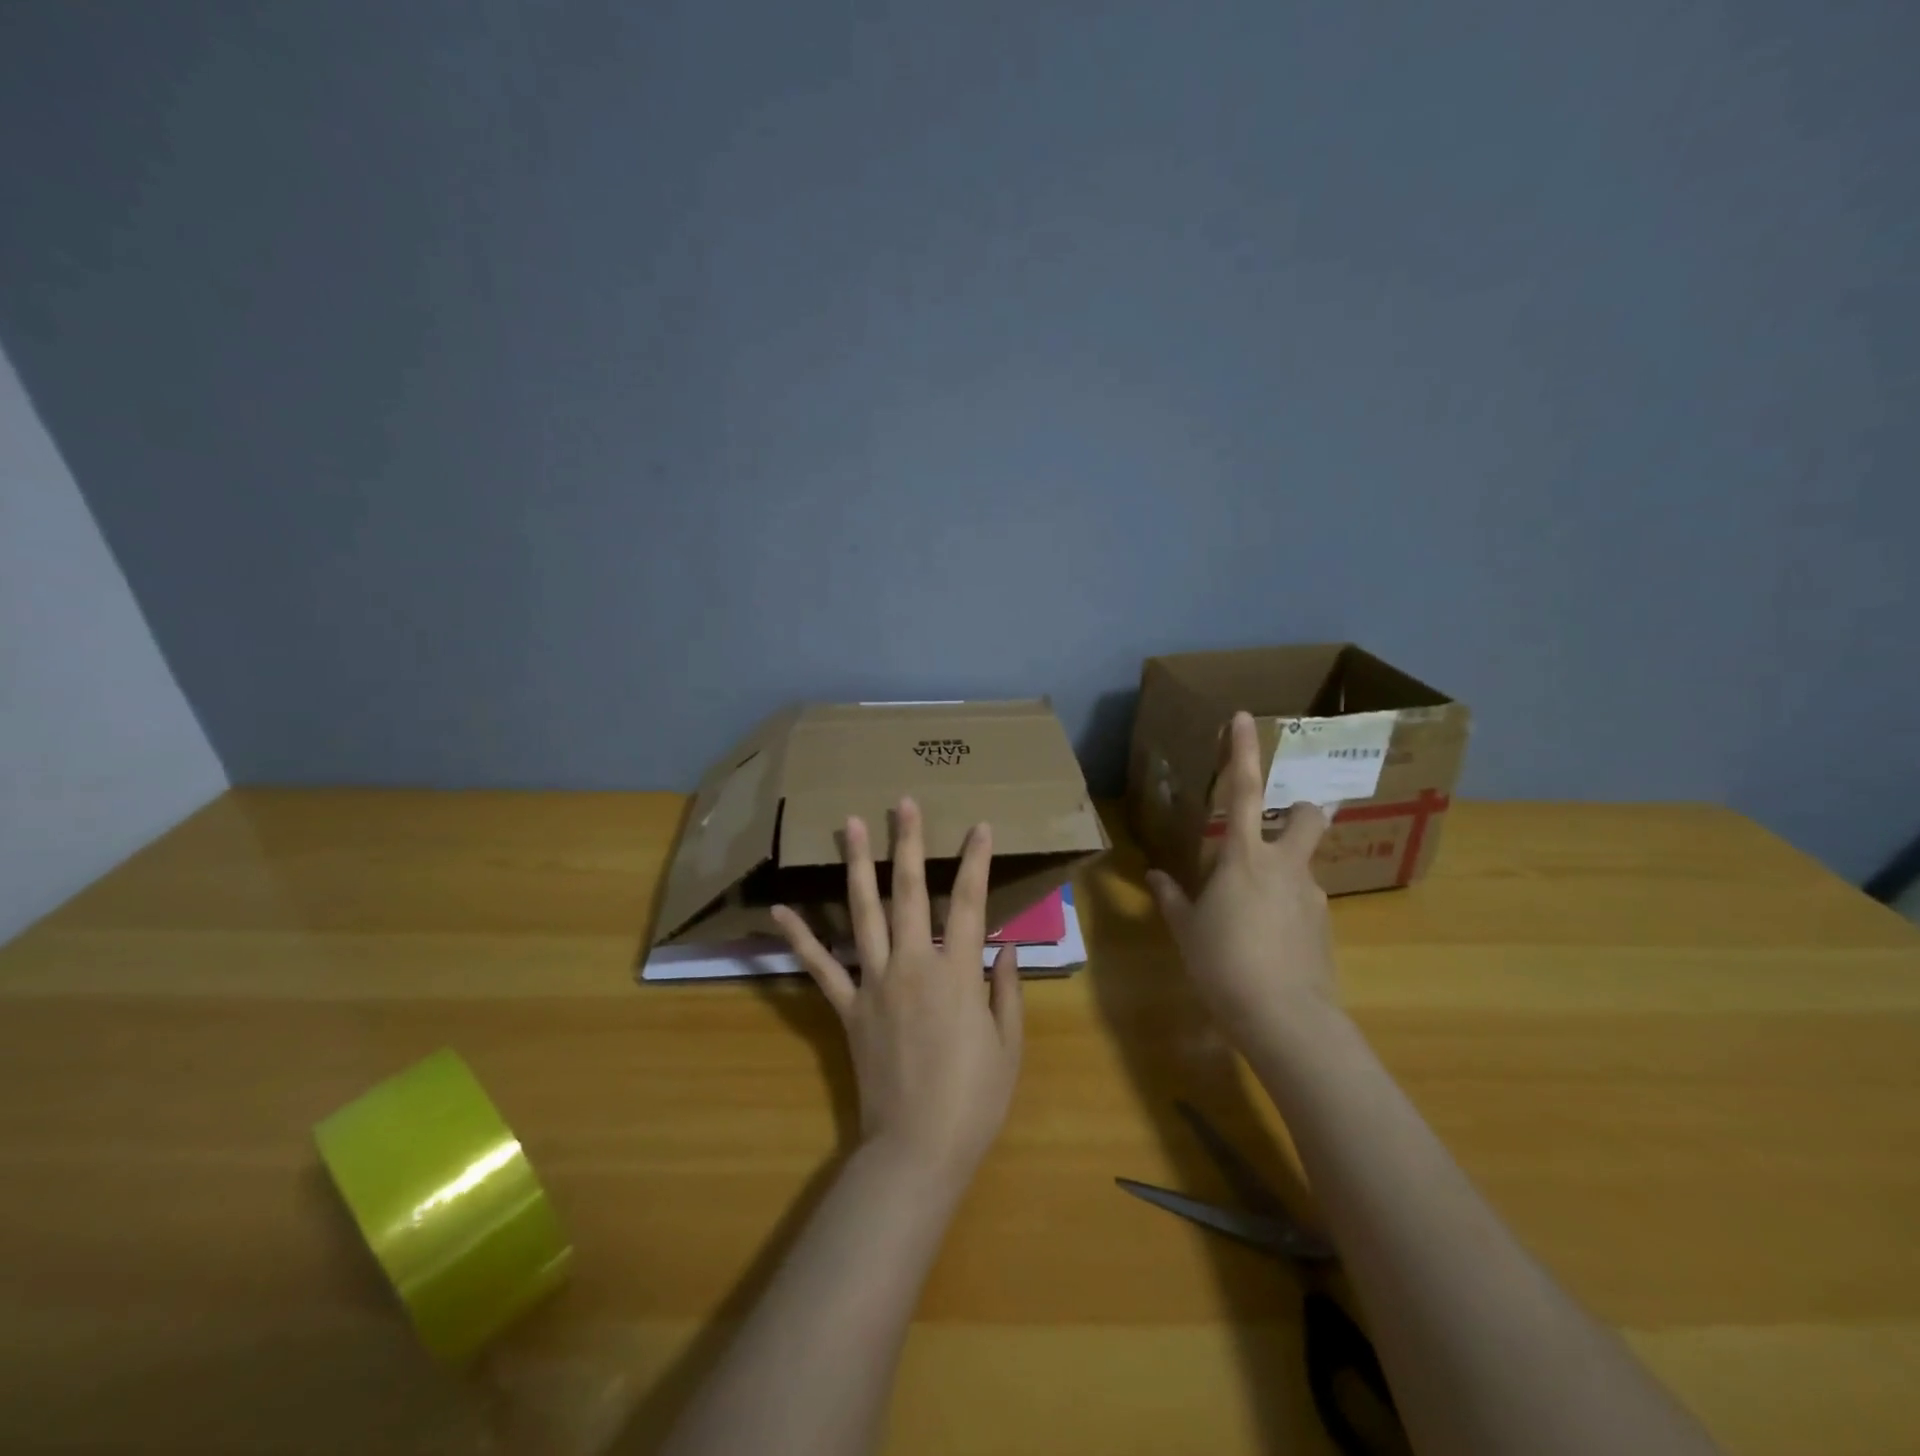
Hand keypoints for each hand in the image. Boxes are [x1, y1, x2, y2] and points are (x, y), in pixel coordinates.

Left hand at [772, 797, 1022, 1193]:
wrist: (917, 1149)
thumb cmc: (974, 1099)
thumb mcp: (1008, 1044)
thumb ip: (1006, 988)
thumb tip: (1005, 946)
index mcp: (957, 973)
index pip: (971, 902)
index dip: (977, 861)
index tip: (980, 828)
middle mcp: (912, 964)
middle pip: (909, 892)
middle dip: (907, 844)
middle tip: (902, 803)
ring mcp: (874, 983)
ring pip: (863, 913)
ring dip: (856, 866)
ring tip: (847, 826)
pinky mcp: (847, 1008)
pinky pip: (820, 967)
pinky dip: (800, 937)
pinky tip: (781, 909)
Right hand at [1146, 711, 1337, 1044]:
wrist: (1285, 1018)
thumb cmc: (1223, 964)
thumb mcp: (1187, 930)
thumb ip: (1172, 897)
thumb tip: (1156, 877)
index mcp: (1243, 857)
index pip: (1244, 790)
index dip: (1242, 751)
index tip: (1243, 717)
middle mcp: (1284, 865)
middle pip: (1308, 816)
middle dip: (1301, 810)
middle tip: (1278, 831)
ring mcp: (1311, 894)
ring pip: (1304, 864)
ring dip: (1284, 872)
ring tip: (1253, 913)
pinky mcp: (1325, 925)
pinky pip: (1304, 901)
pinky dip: (1288, 908)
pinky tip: (1269, 941)